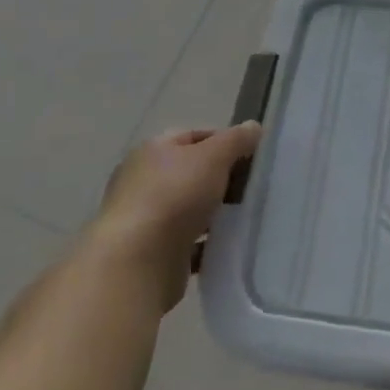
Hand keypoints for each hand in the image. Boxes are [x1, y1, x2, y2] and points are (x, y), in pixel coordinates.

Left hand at [96, 123, 260, 310]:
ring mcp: (144, 219)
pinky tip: (226, 246)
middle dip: (220, 179)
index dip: (223, 141)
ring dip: (213, 213)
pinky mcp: (150, 253)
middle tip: (250, 188)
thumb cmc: (174, 197)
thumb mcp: (213, 157)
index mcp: (152, 151)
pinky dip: (205, 244)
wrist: (137, 263)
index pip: (192, 136)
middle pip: (191, 173)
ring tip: (243, 218)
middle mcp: (142, 181)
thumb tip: (253, 127)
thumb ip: (235, 140)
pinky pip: (186, 243)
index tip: (251, 156)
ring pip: (189, 209)